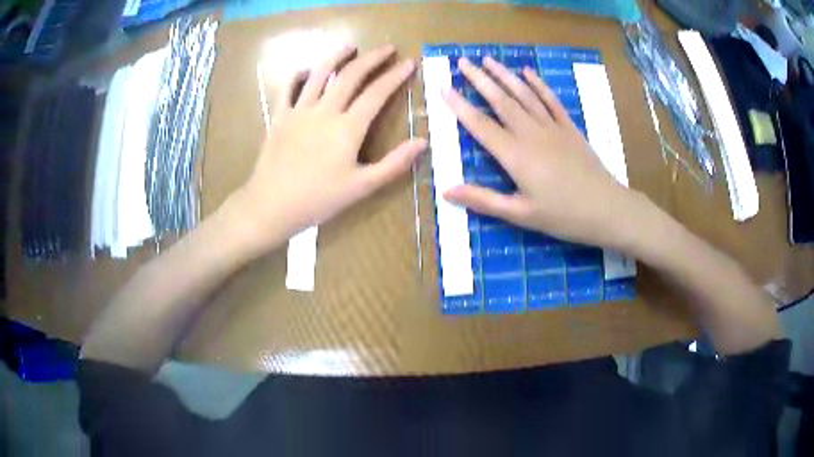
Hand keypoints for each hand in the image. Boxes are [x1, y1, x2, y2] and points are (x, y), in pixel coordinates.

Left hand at [237, 45, 426, 248]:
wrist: (271, 206)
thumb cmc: (319, 200)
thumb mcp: (362, 187)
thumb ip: (394, 164)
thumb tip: (423, 142)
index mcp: (348, 128)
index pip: (377, 93)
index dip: (396, 76)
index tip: (409, 62)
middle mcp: (325, 111)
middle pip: (351, 75)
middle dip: (372, 58)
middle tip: (387, 48)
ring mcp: (299, 110)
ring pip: (320, 73)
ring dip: (337, 56)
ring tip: (351, 46)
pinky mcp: (279, 116)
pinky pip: (288, 88)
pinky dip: (299, 74)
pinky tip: (308, 70)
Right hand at [442, 56, 644, 248]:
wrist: (606, 208)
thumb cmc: (562, 216)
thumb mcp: (520, 214)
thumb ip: (483, 200)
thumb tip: (446, 191)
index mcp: (515, 155)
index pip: (480, 125)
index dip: (460, 106)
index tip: (444, 87)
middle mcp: (530, 134)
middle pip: (501, 101)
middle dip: (480, 80)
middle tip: (463, 62)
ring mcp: (552, 127)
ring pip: (524, 95)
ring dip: (505, 75)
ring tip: (489, 59)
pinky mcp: (569, 128)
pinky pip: (551, 101)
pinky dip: (538, 85)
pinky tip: (528, 72)